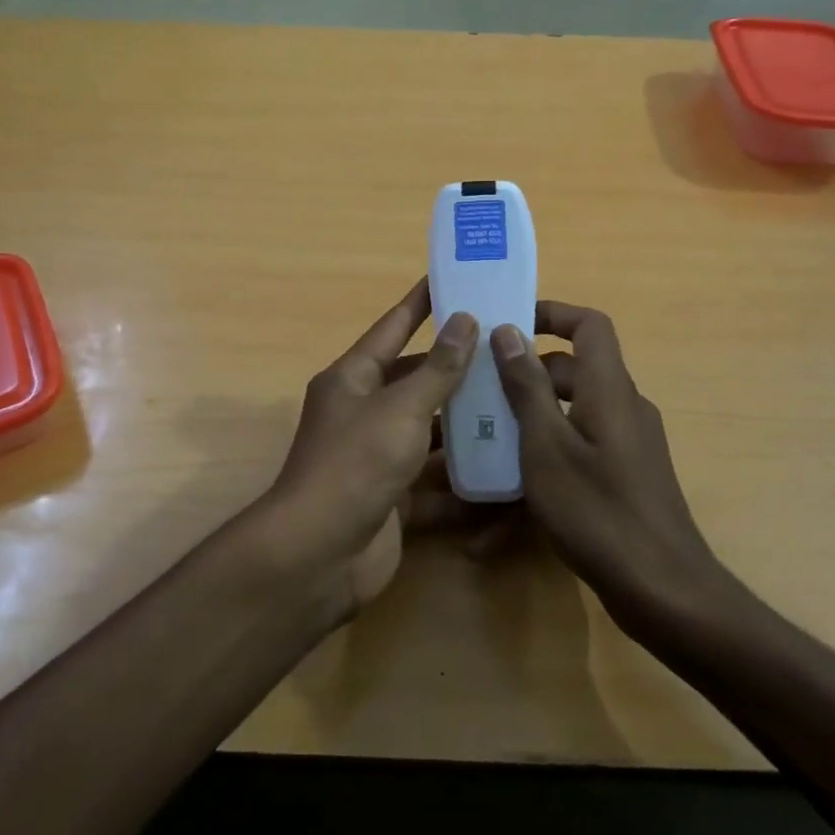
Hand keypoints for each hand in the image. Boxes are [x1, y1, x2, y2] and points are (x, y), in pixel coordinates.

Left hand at [260, 279, 476, 616]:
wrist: (320, 555)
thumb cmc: (356, 464)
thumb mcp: (400, 408)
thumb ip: (438, 369)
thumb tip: (465, 320)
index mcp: (353, 378)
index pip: (392, 327)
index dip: (421, 303)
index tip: (452, 279)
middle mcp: (362, 411)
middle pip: (414, 379)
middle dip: (455, 365)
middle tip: (504, 347)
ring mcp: (377, 455)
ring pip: (428, 428)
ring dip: (464, 419)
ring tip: (515, 399)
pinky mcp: (393, 496)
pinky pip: (433, 477)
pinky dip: (462, 474)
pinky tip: (503, 465)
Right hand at [490, 302, 728, 630]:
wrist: (664, 592)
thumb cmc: (597, 511)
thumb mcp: (546, 446)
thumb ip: (527, 386)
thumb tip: (509, 330)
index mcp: (609, 389)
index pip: (590, 325)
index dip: (552, 313)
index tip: (508, 324)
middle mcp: (623, 407)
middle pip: (573, 371)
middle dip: (525, 377)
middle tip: (479, 392)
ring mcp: (627, 445)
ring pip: (571, 414)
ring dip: (529, 423)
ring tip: (482, 447)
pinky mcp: (624, 477)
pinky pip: (579, 451)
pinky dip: (546, 462)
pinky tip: (502, 512)